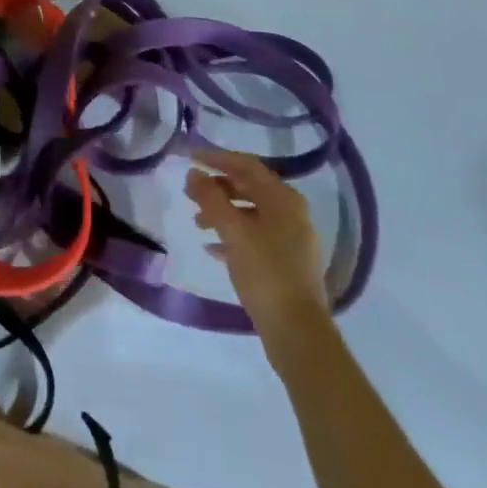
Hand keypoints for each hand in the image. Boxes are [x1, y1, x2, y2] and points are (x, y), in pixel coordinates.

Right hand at [186, 146, 329, 340]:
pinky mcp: (286, 263)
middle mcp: (291, 213)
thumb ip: (210, 198)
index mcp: (283, 199)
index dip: (216, 157)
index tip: (190, 155)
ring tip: (197, 223)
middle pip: (249, 188)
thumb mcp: (233, 231)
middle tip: (189, 191)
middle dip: (217, 187)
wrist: (297, 332)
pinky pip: (255, 237)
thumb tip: (193, 173)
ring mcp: (291, 239)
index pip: (246, 165)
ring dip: (222, 212)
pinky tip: (212, 248)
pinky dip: (232, 236)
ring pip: (250, 213)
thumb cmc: (265, 272)